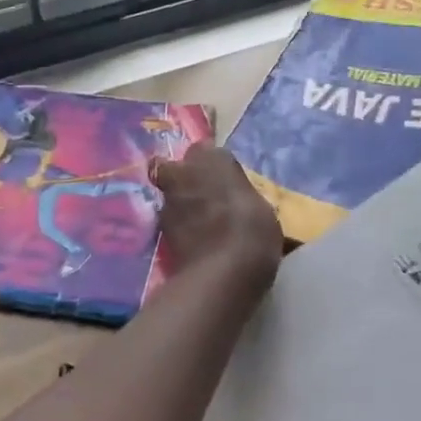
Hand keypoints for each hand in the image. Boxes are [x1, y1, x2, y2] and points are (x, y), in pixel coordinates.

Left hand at [149, 144, 281, 293]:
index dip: (211, 164)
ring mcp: (167, 202)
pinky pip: (170, 222)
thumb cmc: (252, 230)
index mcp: (213, 159)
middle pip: (175, 168)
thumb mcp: (260, 207)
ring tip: (200, 224)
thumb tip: (236, 198)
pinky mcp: (160, 231)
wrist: (223, 270)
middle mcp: (183, 172)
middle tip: (204, 196)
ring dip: (180, 204)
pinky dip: (180, 228)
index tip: (223, 178)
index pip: (206, 150)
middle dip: (184, 178)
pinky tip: (194, 242)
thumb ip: (240, 194)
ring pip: (169, 195)